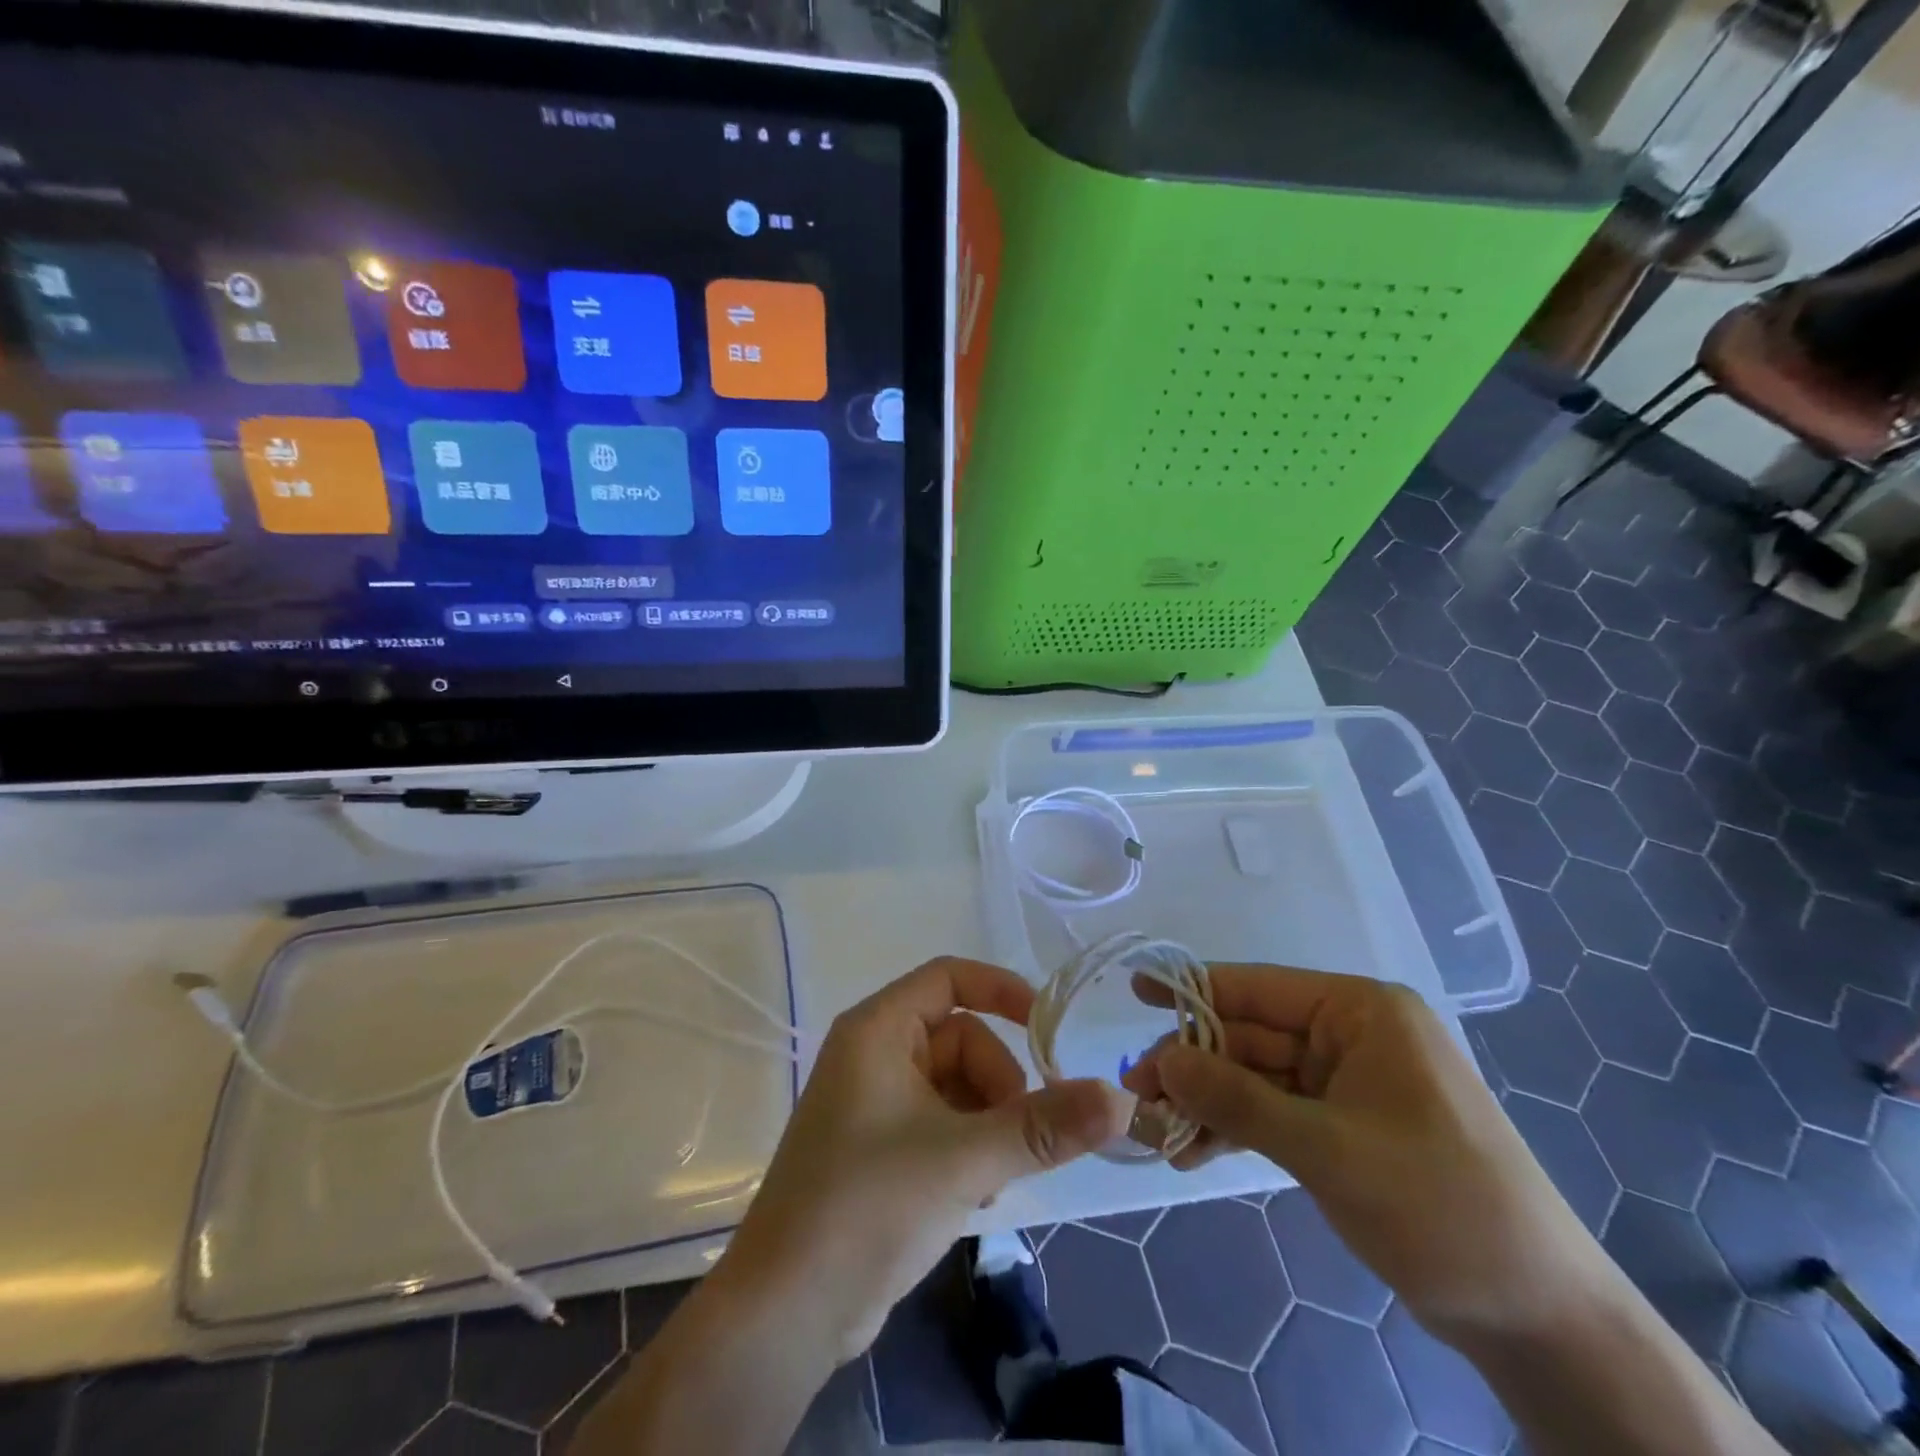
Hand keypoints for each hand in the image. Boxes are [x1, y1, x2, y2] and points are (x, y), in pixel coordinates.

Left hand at [714, 957, 1134, 1363]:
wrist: (786, 1312)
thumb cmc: (868, 1205)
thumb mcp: (966, 1159)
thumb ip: (1045, 1127)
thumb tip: (1121, 1099)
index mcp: (878, 1029)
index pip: (949, 978)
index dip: (1002, 991)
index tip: (1049, 1028)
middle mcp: (873, 1054)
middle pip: (962, 1039)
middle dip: (1000, 1084)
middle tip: (1019, 1137)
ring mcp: (873, 1104)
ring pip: (956, 1087)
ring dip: (989, 1123)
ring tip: (993, 1176)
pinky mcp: (878, 1149)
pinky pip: (941, 1123)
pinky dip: (968, 1147)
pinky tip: (976, 1195)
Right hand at [1124, 966, 1610, 1343]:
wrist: (1539, 1317)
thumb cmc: (1440, 1207)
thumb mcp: (1328, 1149)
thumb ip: (1237, 1099)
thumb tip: (1161, 1061)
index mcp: (1361, 1011)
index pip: (1256, 987)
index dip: (1191, 989)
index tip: (1134, 993)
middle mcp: (1352, 1033)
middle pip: (1250, 1035)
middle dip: (1194, 1064)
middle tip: (1138, 1097)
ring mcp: (1349, 1081)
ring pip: (1257, 1077)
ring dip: (1210, 1103)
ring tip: (1159, 1134)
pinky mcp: (1346, 1126)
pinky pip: (1276, 1112)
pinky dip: (1237, 1129)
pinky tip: (1195, 1154)